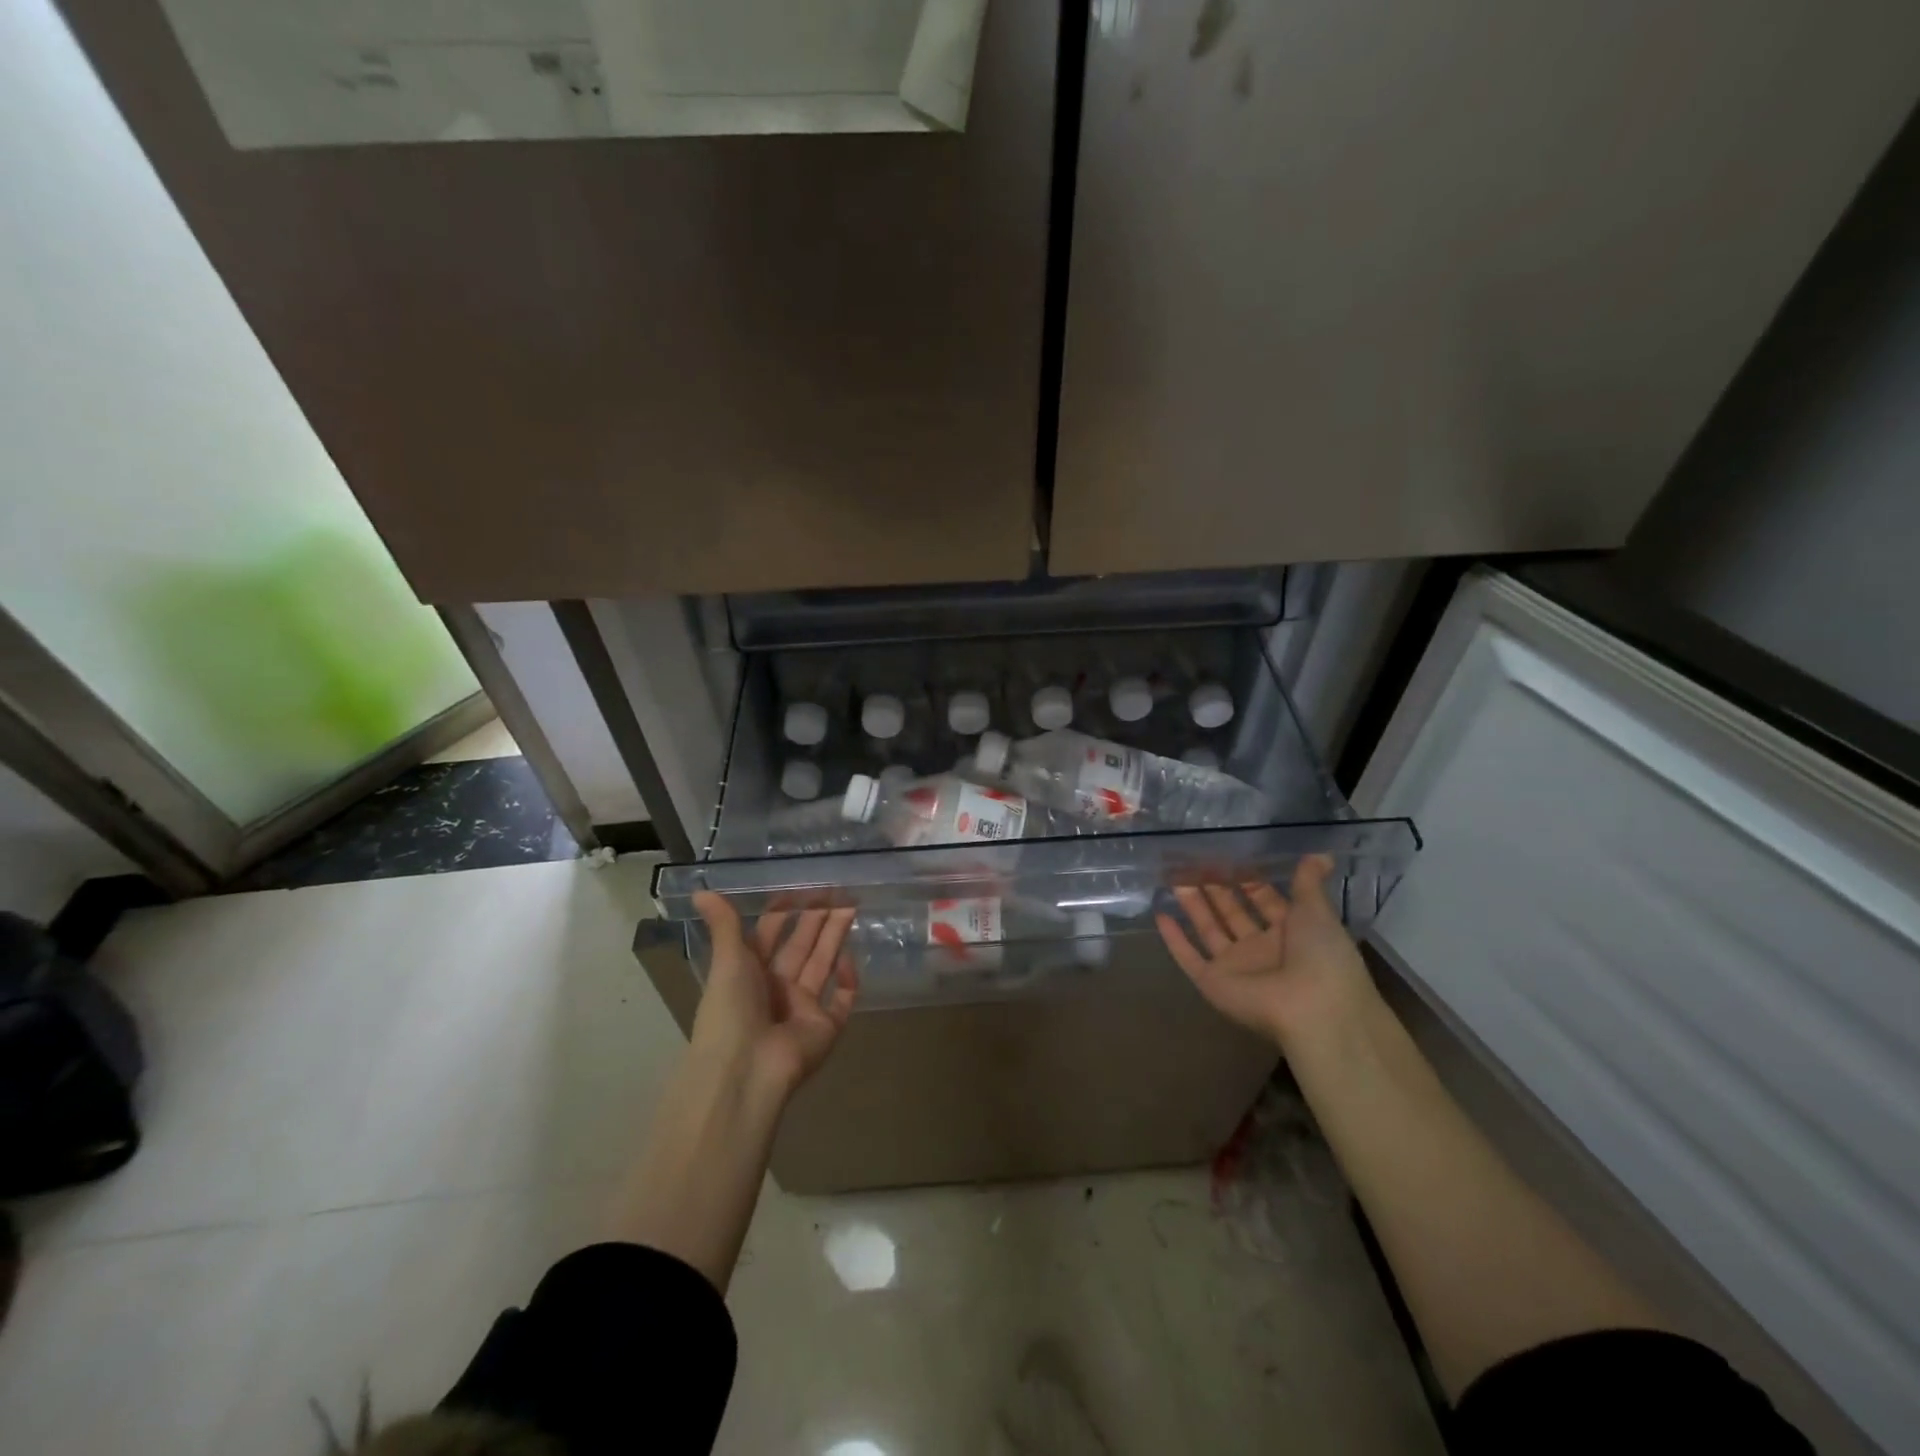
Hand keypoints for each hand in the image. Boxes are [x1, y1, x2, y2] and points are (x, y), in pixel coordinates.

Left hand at [688, 892, 859, 1100]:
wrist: (746, 1069)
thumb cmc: (731, 1011)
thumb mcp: (727, 961)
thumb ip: (724, 924)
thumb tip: (700, 889)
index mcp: (749, 973)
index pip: (770, 935)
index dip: (784, 912)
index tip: (802, 888)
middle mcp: (777, 988)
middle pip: (802, 946)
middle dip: (818, 919)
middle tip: (838, 891)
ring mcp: (803, 1008)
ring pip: (823, 965)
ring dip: (835, 937)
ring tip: (852, 907)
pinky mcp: (825, 1028)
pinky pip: (842, 1000)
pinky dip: (848, 981)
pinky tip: (850, 958)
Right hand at [1155, 855, 1377, 1050]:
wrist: (1313, 1008)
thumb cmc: (1322, 955)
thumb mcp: (1318, 911)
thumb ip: (1309, 882)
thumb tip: (1321, 852)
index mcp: (1291, 932)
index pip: (1263, 899)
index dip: (1246, 877)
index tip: (1226, 854)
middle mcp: (1261, 948)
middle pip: (1232, 912)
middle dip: (1215, 887)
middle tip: (1193, 861)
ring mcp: (1236, 967)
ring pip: (1208, 929)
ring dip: (1193, 904)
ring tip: (1174, 877)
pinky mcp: (1212, 982)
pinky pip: (1188, 957)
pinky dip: (1173, 938)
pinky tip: (1159, 914)